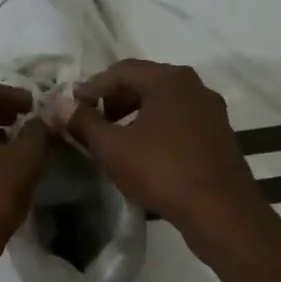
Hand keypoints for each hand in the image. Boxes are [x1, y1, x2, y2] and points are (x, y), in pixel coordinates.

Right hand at [65, 59, 271, 250]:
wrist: (221, 211)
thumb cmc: (162, 170)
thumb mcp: (113, 147)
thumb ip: (83, 122)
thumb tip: (60, 105)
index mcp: (170, 79)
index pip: (122, 70)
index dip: (92, 87)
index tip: (72, 108)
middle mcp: (194, 86)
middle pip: (145, 83)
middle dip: (113, 100)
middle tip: (92, 122)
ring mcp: (211, 111)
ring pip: (163, 103)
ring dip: (134, 116)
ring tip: (114, 140)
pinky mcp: (219, 136)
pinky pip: (179, 121)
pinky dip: (156, 129)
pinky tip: (143, 154)